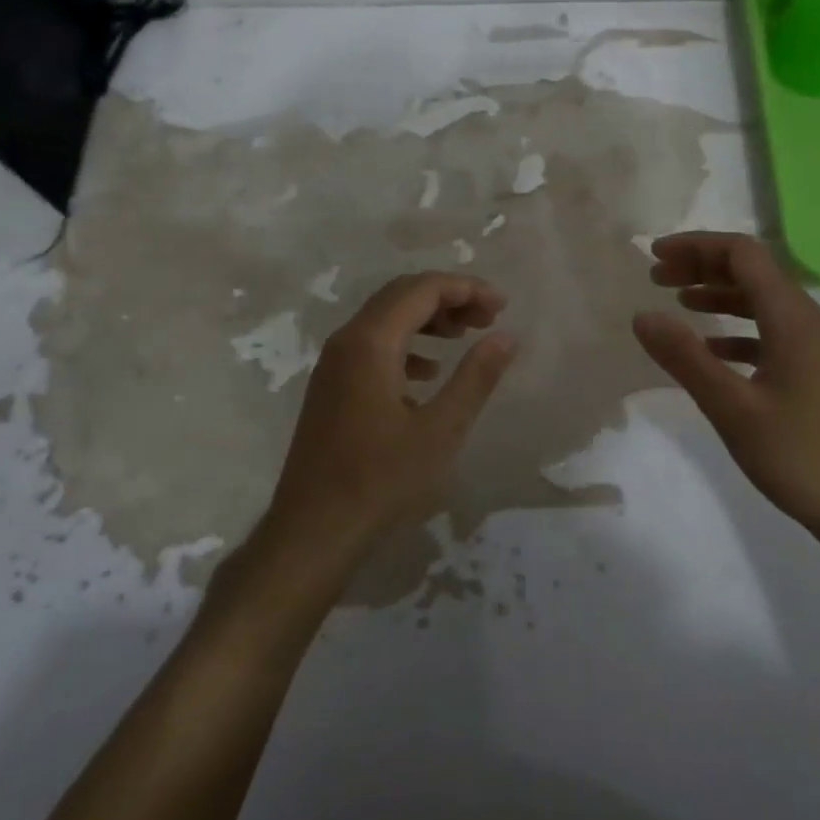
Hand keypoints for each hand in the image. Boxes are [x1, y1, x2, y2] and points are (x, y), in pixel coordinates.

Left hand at [263, 272, 516, 570]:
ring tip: (465, 336)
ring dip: (427, 318)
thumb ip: (476, 377)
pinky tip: (429, 372)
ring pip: (385, 318)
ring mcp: (334, 363)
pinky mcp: (331, 386)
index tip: (502, 306)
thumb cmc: (381, 481)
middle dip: (448, 298)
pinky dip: (406, 344)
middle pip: (401, 295)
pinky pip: (372, 345)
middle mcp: (346, 340)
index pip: (422, 289)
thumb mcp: (441, 431)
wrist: (313, 531)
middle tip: (488, 318)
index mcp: (371, 342)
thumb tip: (506, 336)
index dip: (466, 288)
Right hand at [632, 232, 819, 561]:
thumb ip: (685, 358)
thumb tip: (642, 315)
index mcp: (793, 318)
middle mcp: (812, 322)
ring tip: (679, 304)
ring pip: (765, 303)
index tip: (654, 256)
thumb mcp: (733, 409)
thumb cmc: (803, 457)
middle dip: (703, 267)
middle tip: (658, 277)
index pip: (743, 254)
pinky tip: (715, 351)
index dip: (696, 246)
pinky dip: (739, 331)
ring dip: (720, 296)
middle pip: (754, 273)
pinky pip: (775, 334)